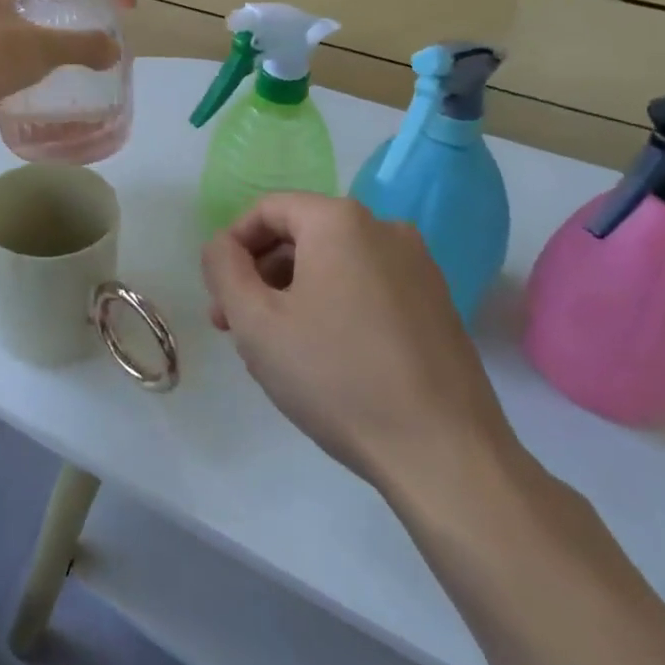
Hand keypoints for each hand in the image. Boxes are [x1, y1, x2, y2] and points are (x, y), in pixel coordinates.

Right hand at [202, 194, 523, 504]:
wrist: (445, 455)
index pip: (267, 209)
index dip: (232, 246)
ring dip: (293, 296)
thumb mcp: (256, 322)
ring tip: (275, 352)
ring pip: (333, 265)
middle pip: (301, 236)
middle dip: (260, 277)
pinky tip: (323, 359)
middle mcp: (385, 229)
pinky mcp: (436, 305)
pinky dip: (333, 308)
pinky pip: (366, 289)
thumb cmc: (337, 377)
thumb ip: (223, 269)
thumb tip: (221, 246)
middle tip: (236, 328)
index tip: (219, 296)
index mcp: (340, 221)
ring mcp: (418, 268)